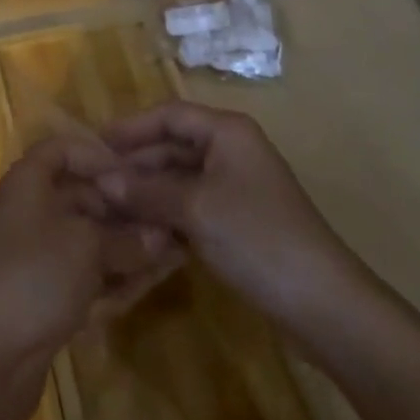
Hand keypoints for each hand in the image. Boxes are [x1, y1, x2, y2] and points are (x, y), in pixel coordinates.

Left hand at [0, 136, 177, 375]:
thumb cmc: (35, 275)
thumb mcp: (87, 247)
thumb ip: (126, 239)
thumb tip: (163, 237)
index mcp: (29, 181)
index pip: (63, 149)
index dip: (98, 154)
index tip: (136, 172)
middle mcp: (31, 211)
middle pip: (82, 196)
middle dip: (124, 208)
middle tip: (170, 217)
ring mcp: (38, 256)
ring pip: (89, 240)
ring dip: (127, 246)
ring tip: (174, 251)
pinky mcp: (46, 295)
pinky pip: (86, 275)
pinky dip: (115, 277)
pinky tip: (151, 282)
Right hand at [98, 102, 370, 326]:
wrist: (324, 305)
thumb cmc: (257, 237)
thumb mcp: (195, 209)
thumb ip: (146, 191)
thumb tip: (101, 181)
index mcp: (227, 131)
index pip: (169, 114)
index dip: (131, 127)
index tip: (95, 143)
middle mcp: (231, 149)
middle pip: (174, 145)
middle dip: (136, 162)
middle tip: (96, 181)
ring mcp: (237, 186)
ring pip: (181, 177)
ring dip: (149, 190)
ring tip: (110, 206)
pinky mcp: (239, 220)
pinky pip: (193, 204)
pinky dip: (168, 213)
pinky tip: (142, 230)